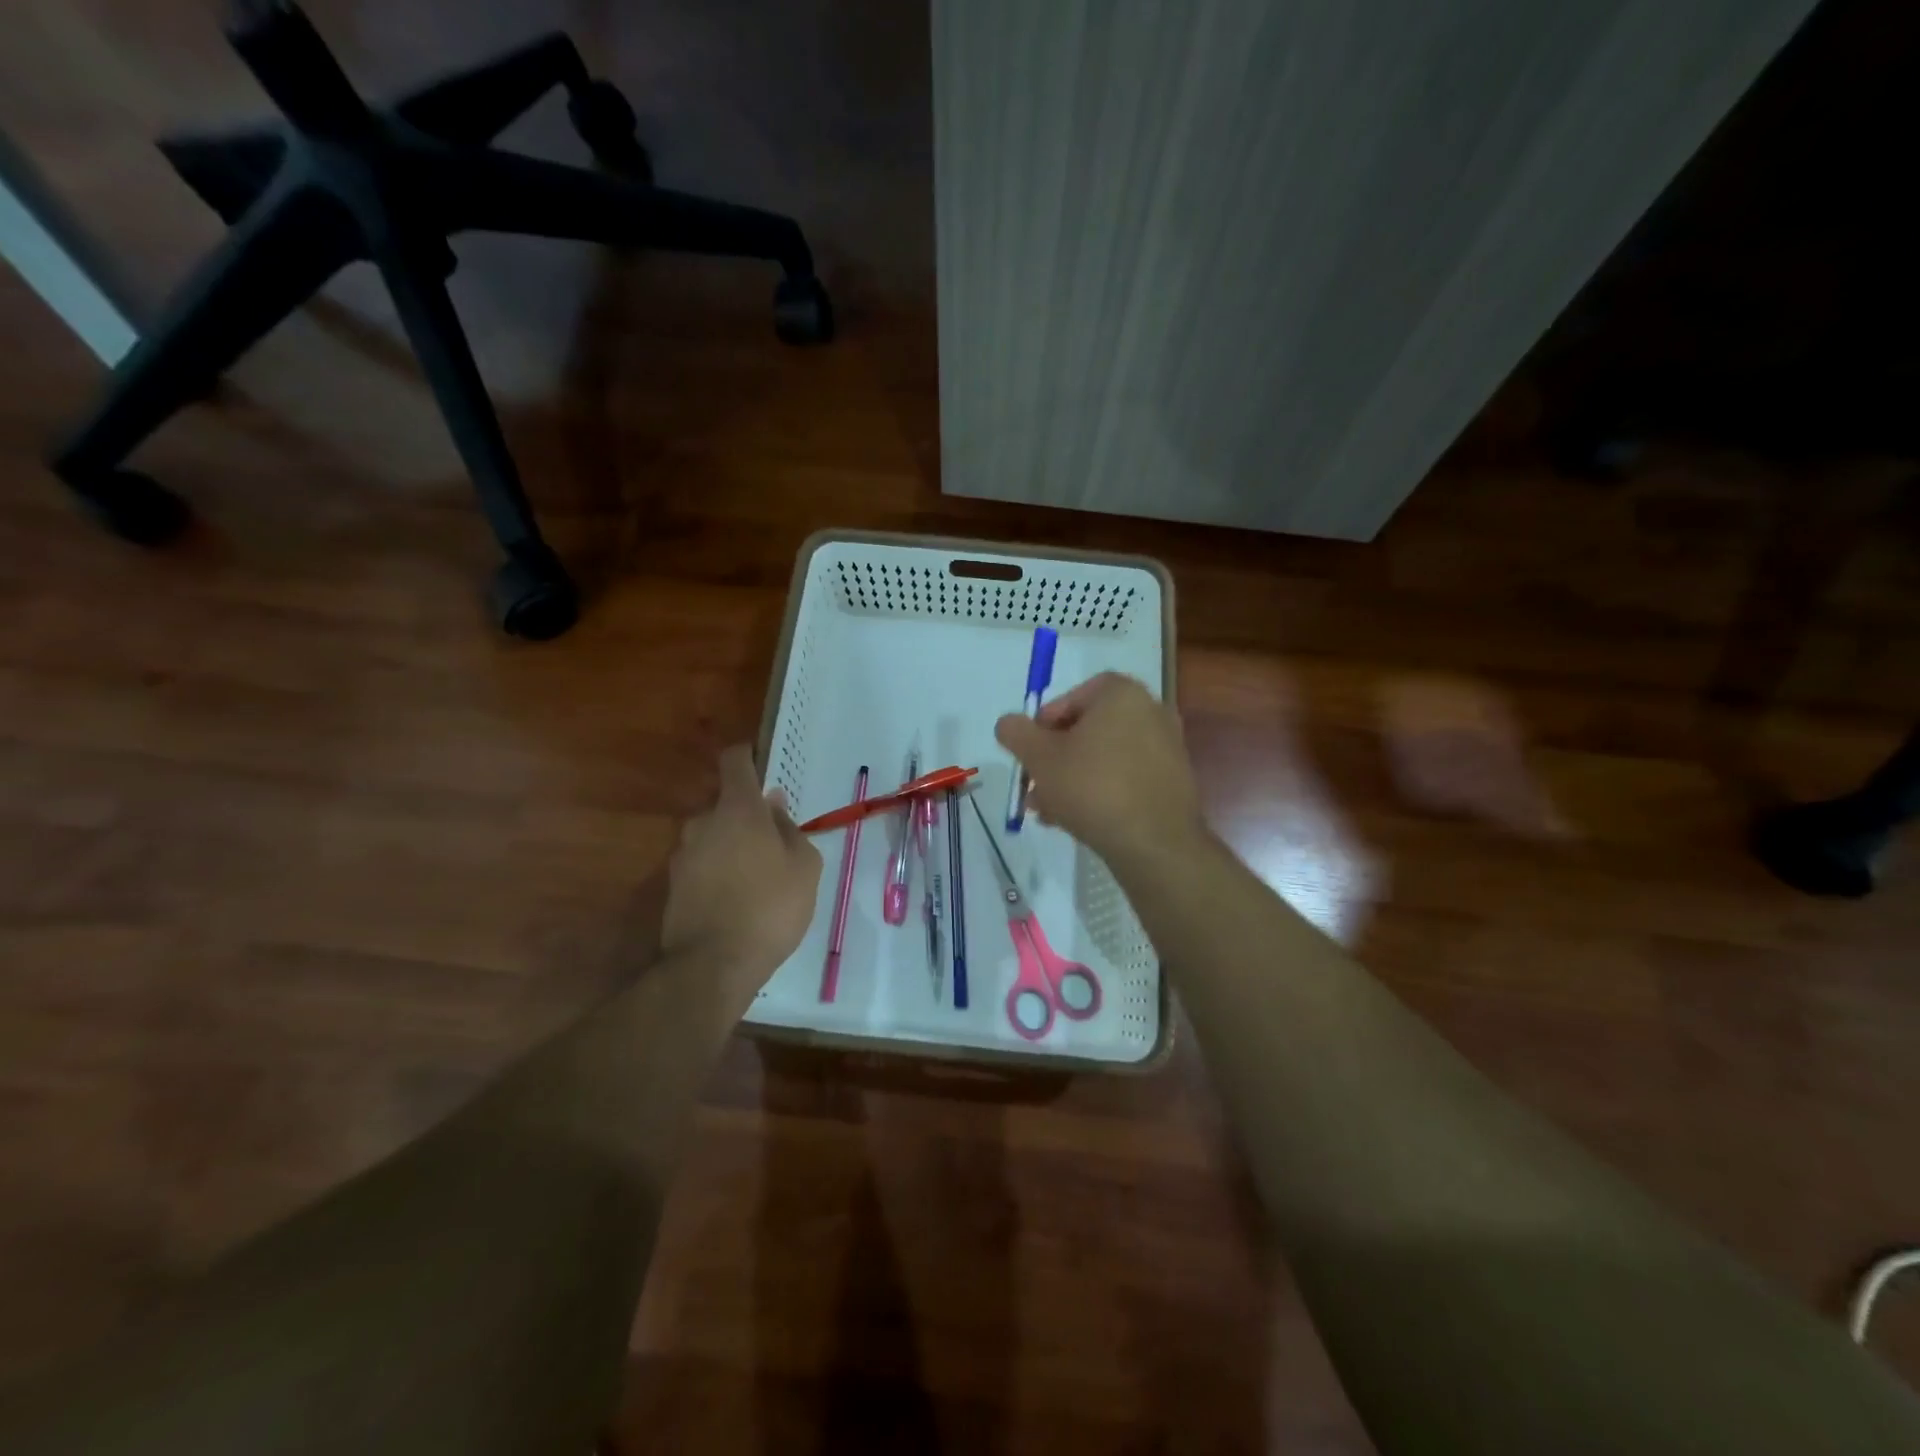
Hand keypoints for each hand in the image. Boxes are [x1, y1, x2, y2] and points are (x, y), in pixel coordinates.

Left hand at [663, 746, 821, 996]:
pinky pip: (703, 865)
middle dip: (748, 816)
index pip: (735, 762)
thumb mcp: (805, 866)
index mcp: (738, 809)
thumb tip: (774, 806)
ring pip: (713, 837)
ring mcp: (683, 855)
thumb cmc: (770, 906)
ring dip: (733, 846)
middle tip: (775, 842)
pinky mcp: (673, 886)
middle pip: (726, 805)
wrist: (712, 965)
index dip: (748, 756)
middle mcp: (703, 823)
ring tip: (759, 878)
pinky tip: (738, 900)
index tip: (761, 762)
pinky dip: (719, 872)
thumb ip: (791, 829)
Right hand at [994, 672, 1203, 866]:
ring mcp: (1166, 748)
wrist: (1154, 844)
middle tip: (1033, 786)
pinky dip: (1100, 791)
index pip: (1074, 695)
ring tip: (1046, 811)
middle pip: (1088, 729)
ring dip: (1072, 778)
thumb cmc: (1092, 787)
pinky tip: (1076, 819)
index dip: (1045, 722)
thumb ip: (1016, 733)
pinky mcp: (1172, 781)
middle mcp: (1150, 712)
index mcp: (1122, 694)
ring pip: (1104, 757)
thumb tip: (1008, 723)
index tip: (1029, 751)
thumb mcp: (1039, 758)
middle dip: (1054, 758)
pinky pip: (1125, 777)